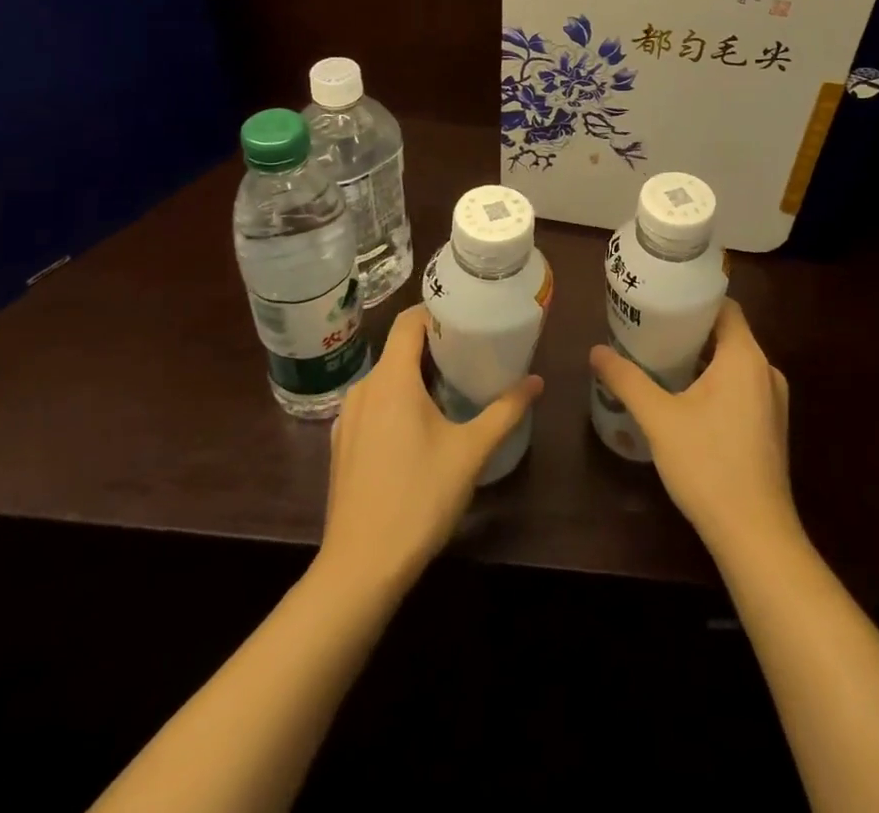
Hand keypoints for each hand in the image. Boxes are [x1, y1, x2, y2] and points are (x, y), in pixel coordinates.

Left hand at [319, 306, 542, 595]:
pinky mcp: (342, 445)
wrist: (360, 569)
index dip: (437, 311)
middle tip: (473, 350)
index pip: (408, 321)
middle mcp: (363, 389)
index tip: (468, 315)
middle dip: (434, 345)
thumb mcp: (471, 451)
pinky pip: (373, 404)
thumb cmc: (419, 498)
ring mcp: (347, 419)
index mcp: (390, 379)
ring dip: (416, 374)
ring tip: (453, 384)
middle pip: (398, 348)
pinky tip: (422, 425)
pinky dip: (398, 400)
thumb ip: (505, 410)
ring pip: (385, 378)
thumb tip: (536, 381)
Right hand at [589, 298, 798, 558]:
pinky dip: (718, 383)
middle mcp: (766, 371)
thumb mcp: (659, 418)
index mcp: (745, 357)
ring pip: (735, 363)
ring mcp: (773, 401)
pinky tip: (687, 400)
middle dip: (692, 331)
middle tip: (652, 331)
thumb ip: (627, 380)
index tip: (663, 301)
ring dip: (703, 359)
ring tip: (663, 362)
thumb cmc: (708, 465)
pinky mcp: (772, 427)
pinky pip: (743, 388)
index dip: (695, 300)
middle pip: (728, 334)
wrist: (755, 534)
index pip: (725, 307)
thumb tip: (596, 351)